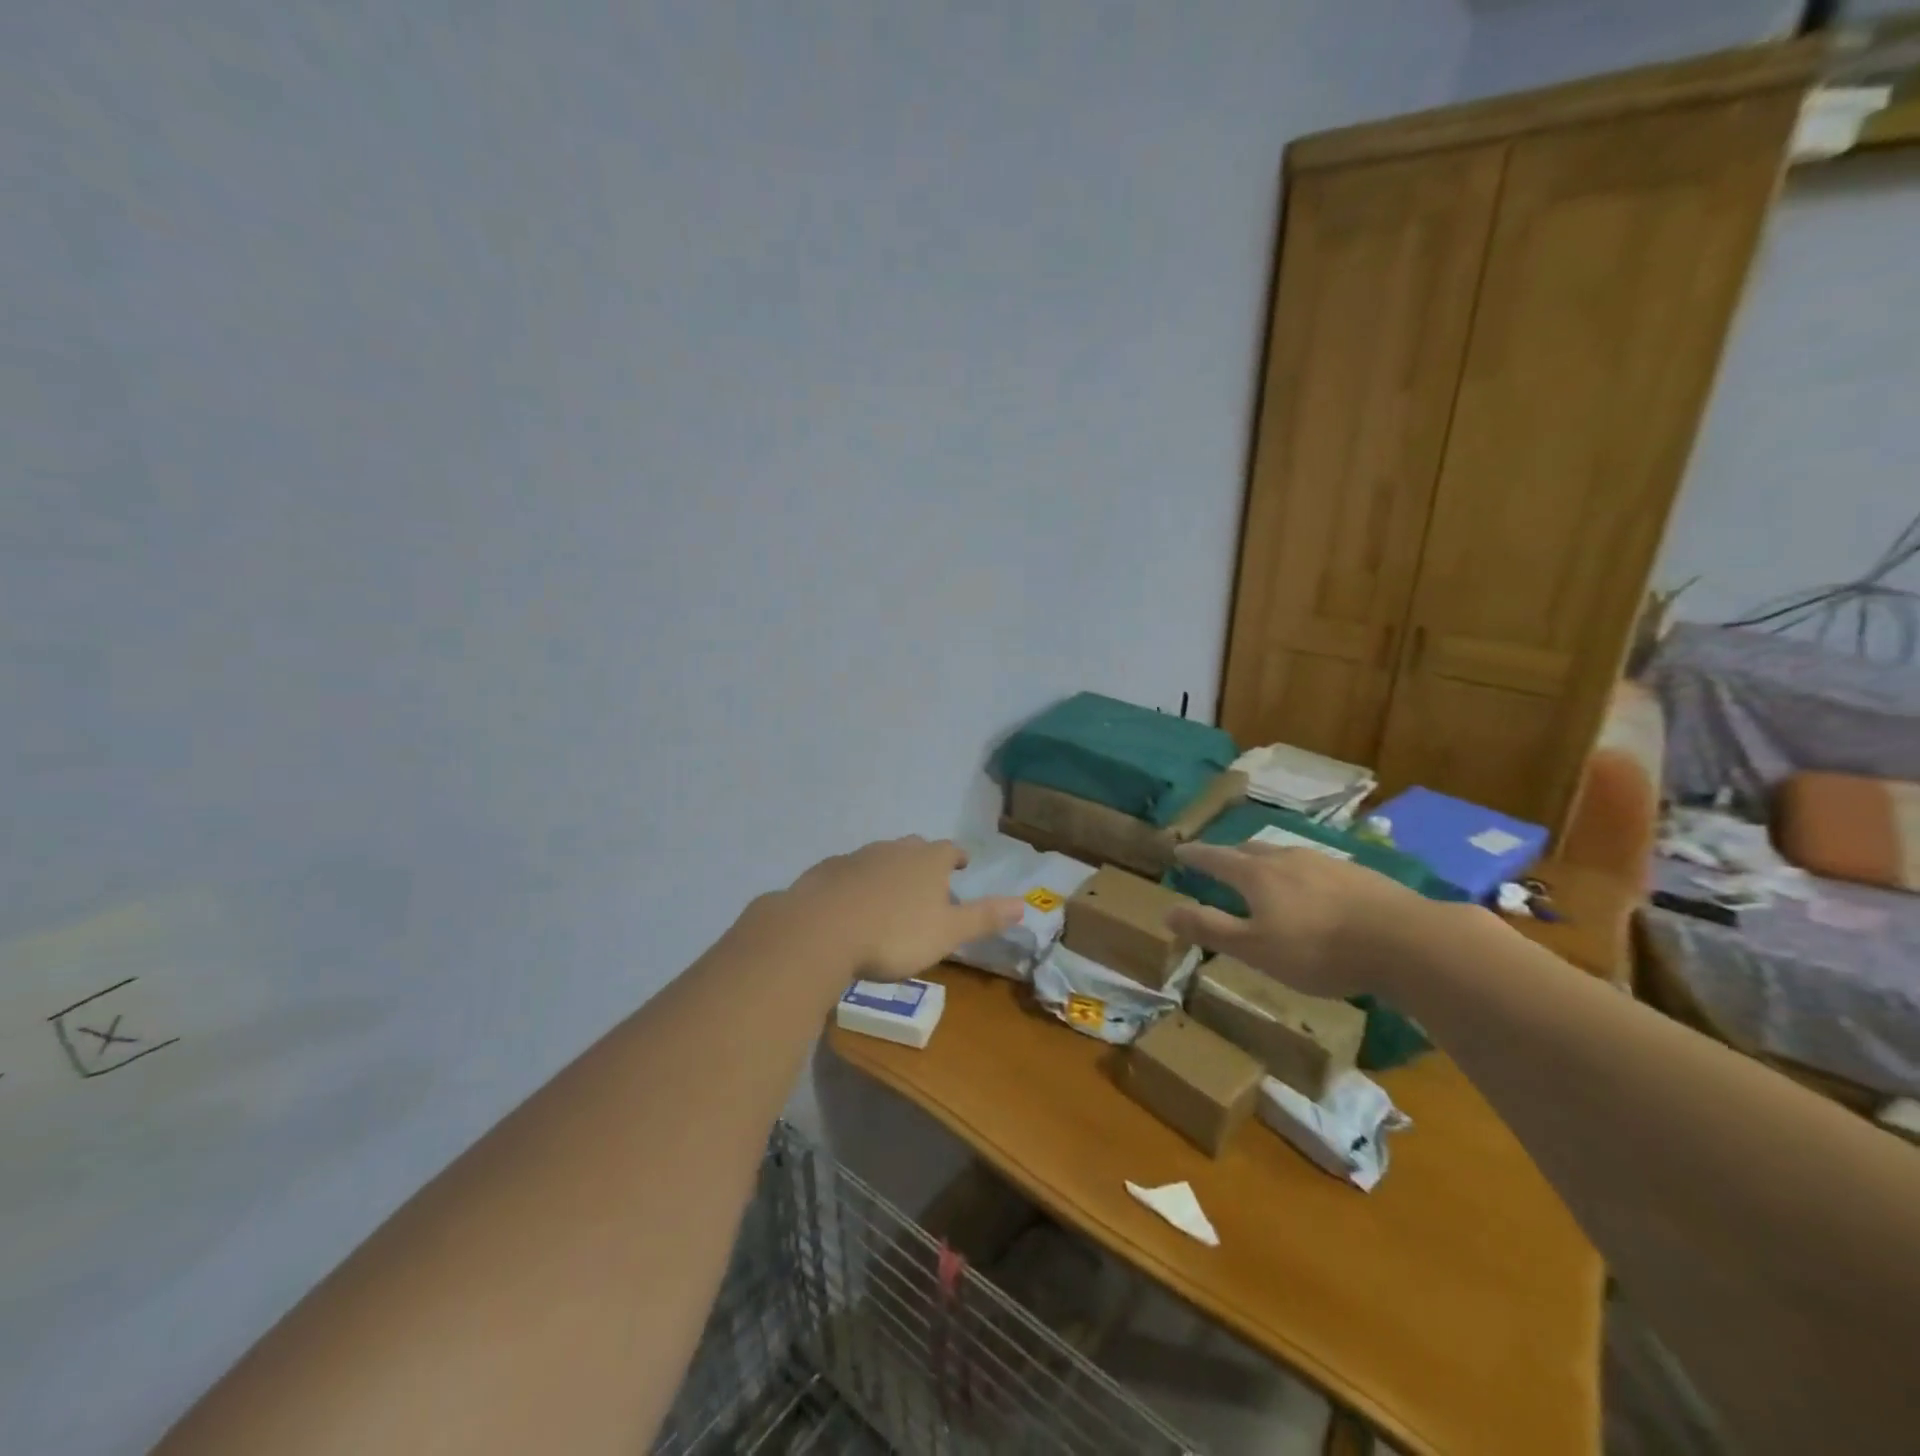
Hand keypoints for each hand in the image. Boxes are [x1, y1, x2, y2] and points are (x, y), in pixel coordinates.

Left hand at [758, 836, 1024, 982]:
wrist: (822, 930)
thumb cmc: (894, 934)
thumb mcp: (947, 933)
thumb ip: (984, 917)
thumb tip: (1024, 904)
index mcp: (928, 860)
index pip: (950, 849)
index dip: (958, 857)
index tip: (961, 865)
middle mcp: (894, 849)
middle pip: (914, 848)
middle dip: (923, 861)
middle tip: (927, 881)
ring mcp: (857, 857)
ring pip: (880, 857)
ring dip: (888, 871)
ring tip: (890, 895)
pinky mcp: (826, 871)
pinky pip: (848, 872)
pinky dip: (855, 883)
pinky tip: (851, 904)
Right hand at [1165, 841, 1434, 999]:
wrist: (1405, 941)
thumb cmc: (1318, 949)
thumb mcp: (1254, 949)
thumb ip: (1210, 928)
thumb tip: (1166, 911)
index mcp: (1256, 874)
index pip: (1215, 858)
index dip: (1195, 855)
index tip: (1179, 850)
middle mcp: (1287, 858)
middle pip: (1250, 849)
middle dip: (1230, 855)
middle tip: (1219, 863)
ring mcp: (1326, 862)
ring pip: (1285, 855)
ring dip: (1266, 862)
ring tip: (1264, 874)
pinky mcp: (1358, 874)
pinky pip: (1315, 867)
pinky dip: (1300, 875)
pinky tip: (1313, 891)